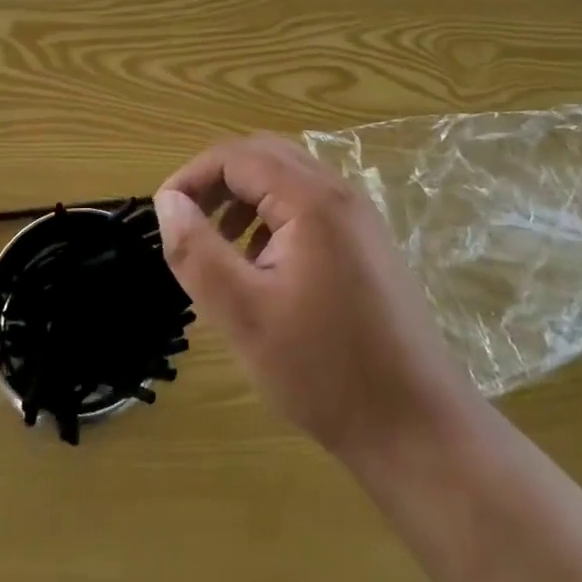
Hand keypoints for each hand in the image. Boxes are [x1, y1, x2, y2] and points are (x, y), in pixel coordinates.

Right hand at [154, 134, 469, 465]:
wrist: (417, 427)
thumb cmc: (323, 370)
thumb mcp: (243, 314)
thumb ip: (197, 252)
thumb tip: (167, 202)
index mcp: (310, 199)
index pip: (235, 156)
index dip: (191, 177)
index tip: (164, 218)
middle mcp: (339, 192)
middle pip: (263, 155)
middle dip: (217, 181)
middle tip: (189, 225)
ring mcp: (359, 216)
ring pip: (287, 178)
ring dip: (245, 197)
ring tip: (221, 247)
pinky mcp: (367, 242)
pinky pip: (310, 204)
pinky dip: (274, 215)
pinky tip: (264, 265)